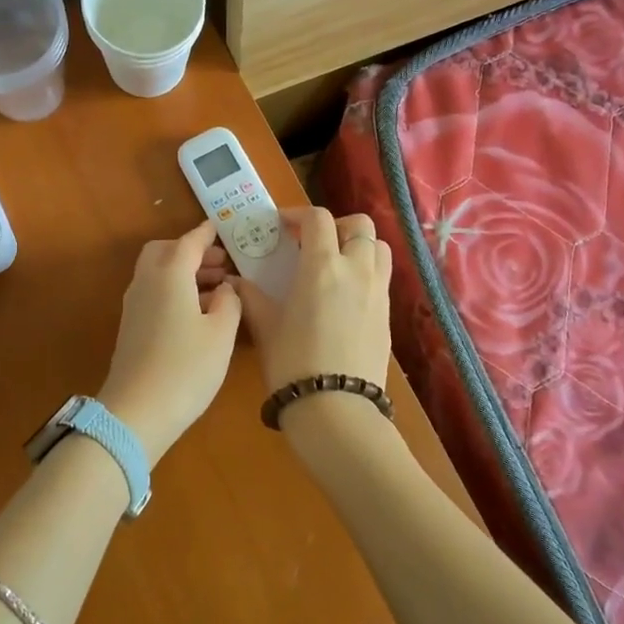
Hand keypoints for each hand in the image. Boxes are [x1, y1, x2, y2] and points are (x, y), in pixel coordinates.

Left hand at [97, 221, 243, 462]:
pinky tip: (199, 313)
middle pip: (165, 251)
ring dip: (185, 272)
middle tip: (222, 265)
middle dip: (192, 252)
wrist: (136, 412)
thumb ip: (230, 302)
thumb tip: (226, 287)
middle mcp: (147, 282)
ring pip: (158, 273)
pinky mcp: (132, 326)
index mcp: (170, 274)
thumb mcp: (221, 334)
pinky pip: (155, 293)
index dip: (208, 234)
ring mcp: (134, 305)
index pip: (190, 241)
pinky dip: (175, 290)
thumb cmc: (186, 368)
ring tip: (219, 289)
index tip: (223, 228)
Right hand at [232, 209, 391, 394]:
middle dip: (336, 225)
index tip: (281, 227)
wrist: (336, 408)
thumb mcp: (265, 327)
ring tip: (334, 264)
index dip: (297, 215)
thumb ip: (251, 297)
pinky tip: (344, 295)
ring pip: (378, 248)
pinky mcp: (388, 315)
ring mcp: (378, 292)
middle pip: (360, 225)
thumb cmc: (292, 363)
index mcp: (322, 266)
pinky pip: (382, 277)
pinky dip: (366, 272)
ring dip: (358, 245)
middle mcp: (356, 270)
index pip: (317, 219)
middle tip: (313, 243)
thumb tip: (235, 282)